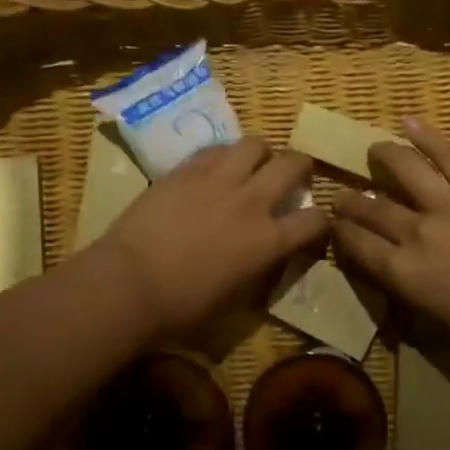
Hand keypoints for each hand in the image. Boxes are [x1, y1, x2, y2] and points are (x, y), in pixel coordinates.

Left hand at [94, 138, 327, 339]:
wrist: (129, 282)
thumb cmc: (182, 306)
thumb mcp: (235, 296)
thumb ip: (257, 268)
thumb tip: (263, 255)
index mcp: (268, 241)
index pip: (314, 220)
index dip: (320, 220)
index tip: (314, 223)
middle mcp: (251, 202)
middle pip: (293, 164)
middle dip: (301, 167)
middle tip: (293, 176)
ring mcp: (218, 180)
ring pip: (255, 144)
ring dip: (262, 153)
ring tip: (253, 164)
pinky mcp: (186, 170)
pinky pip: (216, 149)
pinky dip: (224, 155)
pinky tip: (216, 168)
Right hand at [333, 117, 449, 361]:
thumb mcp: (431, 317)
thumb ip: (406, 286)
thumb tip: (393, 266)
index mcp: (401, 272)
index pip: (357, 244)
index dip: (341, 232)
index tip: (334, 225)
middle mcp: (414, 232)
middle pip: (372, 208)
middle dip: (351, 201)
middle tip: (344, 196)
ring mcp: (447, 205)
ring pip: (405, 170)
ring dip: (383, 156)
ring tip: (374, 149)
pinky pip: (449, 156)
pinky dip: (427, 136)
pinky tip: (409, 122)